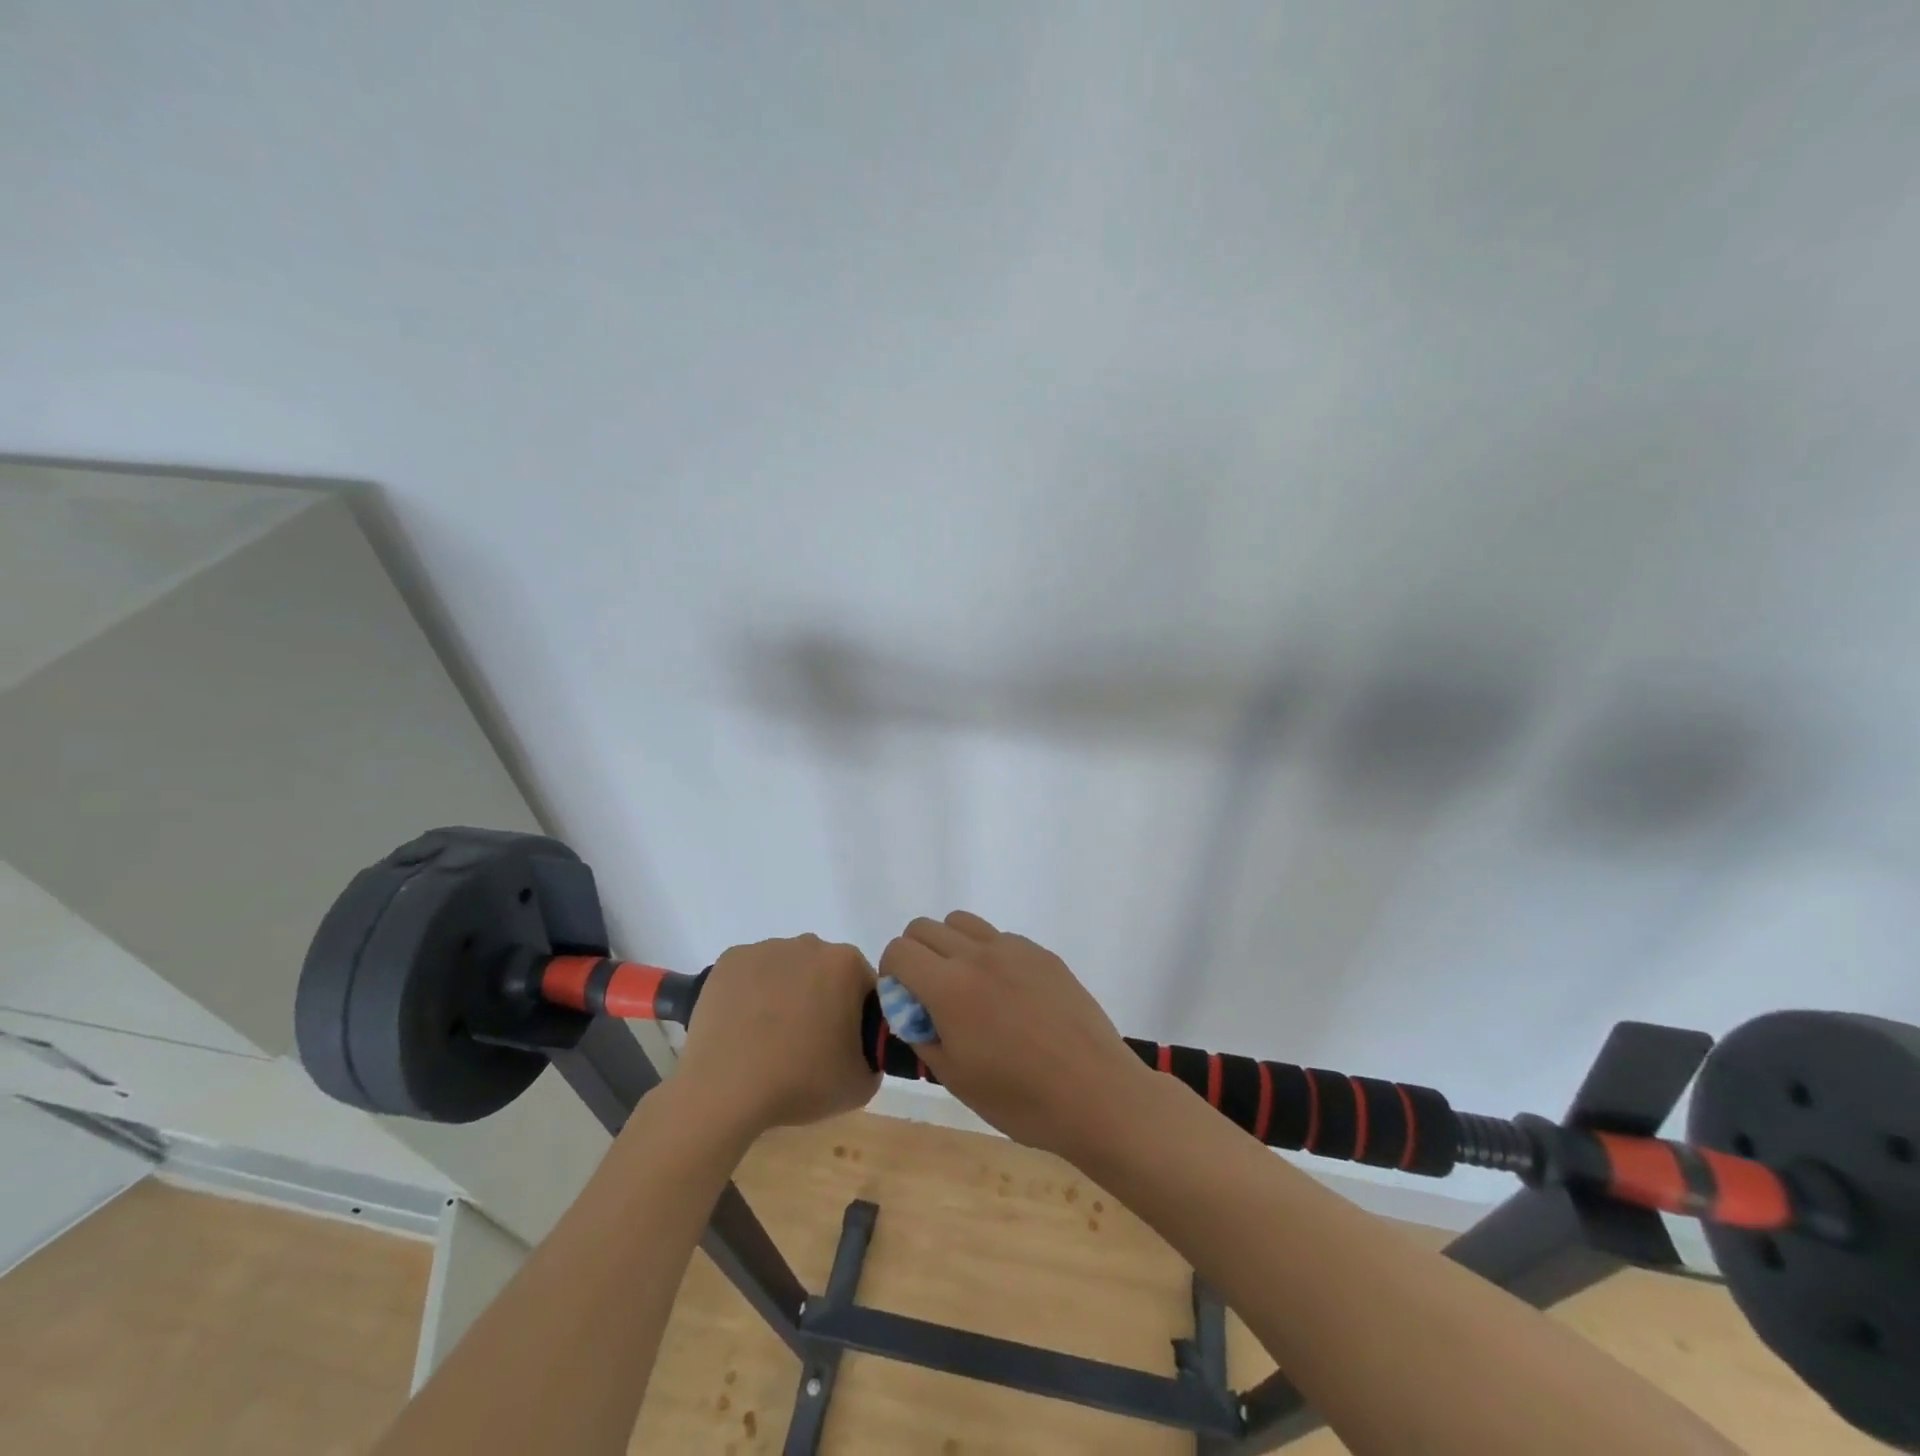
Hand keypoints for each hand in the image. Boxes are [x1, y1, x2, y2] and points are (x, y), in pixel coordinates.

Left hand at [672, 935, 880, 1134]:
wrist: (725, 1091)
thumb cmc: (799, 1082)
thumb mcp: (861, 1084)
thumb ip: (875, 1056)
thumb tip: (864, 1047)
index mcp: (845, 964)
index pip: (863, 986)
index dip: (857, 1016)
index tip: (842, 1045)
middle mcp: (808, 944)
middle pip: (824, 971)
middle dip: (821, 999)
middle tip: (806, 1043)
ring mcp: (765, 948)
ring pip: (787, 969)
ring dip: (785, 993)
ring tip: (768, 1038)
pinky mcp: (730, 960)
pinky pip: (752, 973)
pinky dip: (751, 992)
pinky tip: (743, 1026)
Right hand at [878, 913, 1151, 1157]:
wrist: (1096, 1093)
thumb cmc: (1020, 1099)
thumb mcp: (955, 1079)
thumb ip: (922, 1034)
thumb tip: (911, 1010)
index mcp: (950, 987)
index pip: (899, 950)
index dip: (891, 973)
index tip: (904, 1002)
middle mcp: (979, 955)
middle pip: (925, 927)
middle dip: (915, 955)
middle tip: (929, 996)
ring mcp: (1015, 949)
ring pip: (962, 922)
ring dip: (950, 946)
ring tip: (967, 988)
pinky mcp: (1043, 954)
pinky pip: (1000, 937)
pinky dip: (987, 954)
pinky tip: (1008, 996)